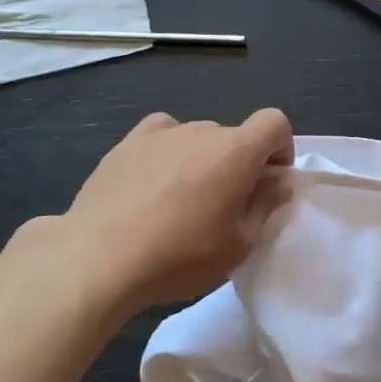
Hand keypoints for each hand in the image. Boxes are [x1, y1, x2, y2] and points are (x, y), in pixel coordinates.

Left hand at [35, 109, 294, 315]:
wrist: (99, 258)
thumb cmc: (180, 256)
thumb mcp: (239, 245)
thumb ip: (266, 205)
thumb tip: (277, 181)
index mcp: (235, 150)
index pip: (274, 122)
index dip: (281, 148)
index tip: (269, 182)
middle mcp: (201, 130)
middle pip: (234, 136)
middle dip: (239, 163)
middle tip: (225, 206)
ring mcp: (161, 133)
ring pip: (197, 138)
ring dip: (203, 160)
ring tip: (182, 201)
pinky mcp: (127, 143)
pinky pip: (162, 136)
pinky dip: (169, 151)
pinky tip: (154, 181)